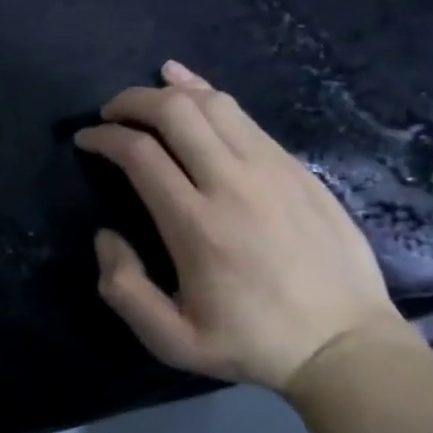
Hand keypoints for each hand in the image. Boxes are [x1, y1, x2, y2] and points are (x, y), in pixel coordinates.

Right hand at [74, 60, 410, 392]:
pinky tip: (188, 85)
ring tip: (145, 98)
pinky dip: (207, 93)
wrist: (346, 347)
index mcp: (197, 224)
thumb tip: (105, 236)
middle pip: (174, 112)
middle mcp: (232, 183)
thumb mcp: (173, 341)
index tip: (85, 139)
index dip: (103, 137)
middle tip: (109, 113)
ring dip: (169, 92)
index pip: (139, 153)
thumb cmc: (253, 343)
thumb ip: (124, 289)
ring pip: (212, 103)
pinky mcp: (296, 167)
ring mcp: (271, 169)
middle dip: (131, 101)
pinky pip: (244, 115)